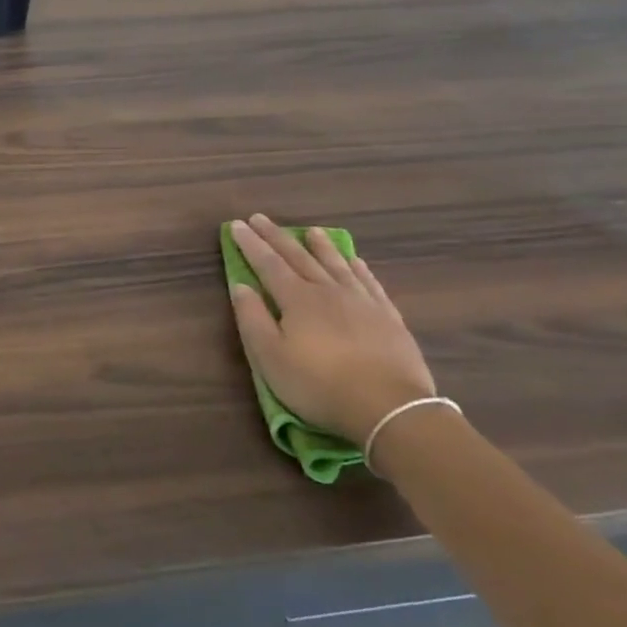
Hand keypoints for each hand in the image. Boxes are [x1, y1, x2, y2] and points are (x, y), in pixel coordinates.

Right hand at [228, 216, 434, 447]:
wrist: (390, 407)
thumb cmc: (319, 385)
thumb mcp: (271, 358)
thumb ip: (252, 319)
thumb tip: (240, 285)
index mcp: (297, 300)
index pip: (268, 264)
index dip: (251, 244)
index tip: (236, 225)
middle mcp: (328, 291)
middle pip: (299, 258)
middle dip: (277, 237)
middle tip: (260, 218)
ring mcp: (362, 302)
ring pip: (336, 265)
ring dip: (320, 246)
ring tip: (310, 230)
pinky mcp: (388, 317)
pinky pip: (370, 283)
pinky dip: (358, 268)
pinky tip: (355, 261)